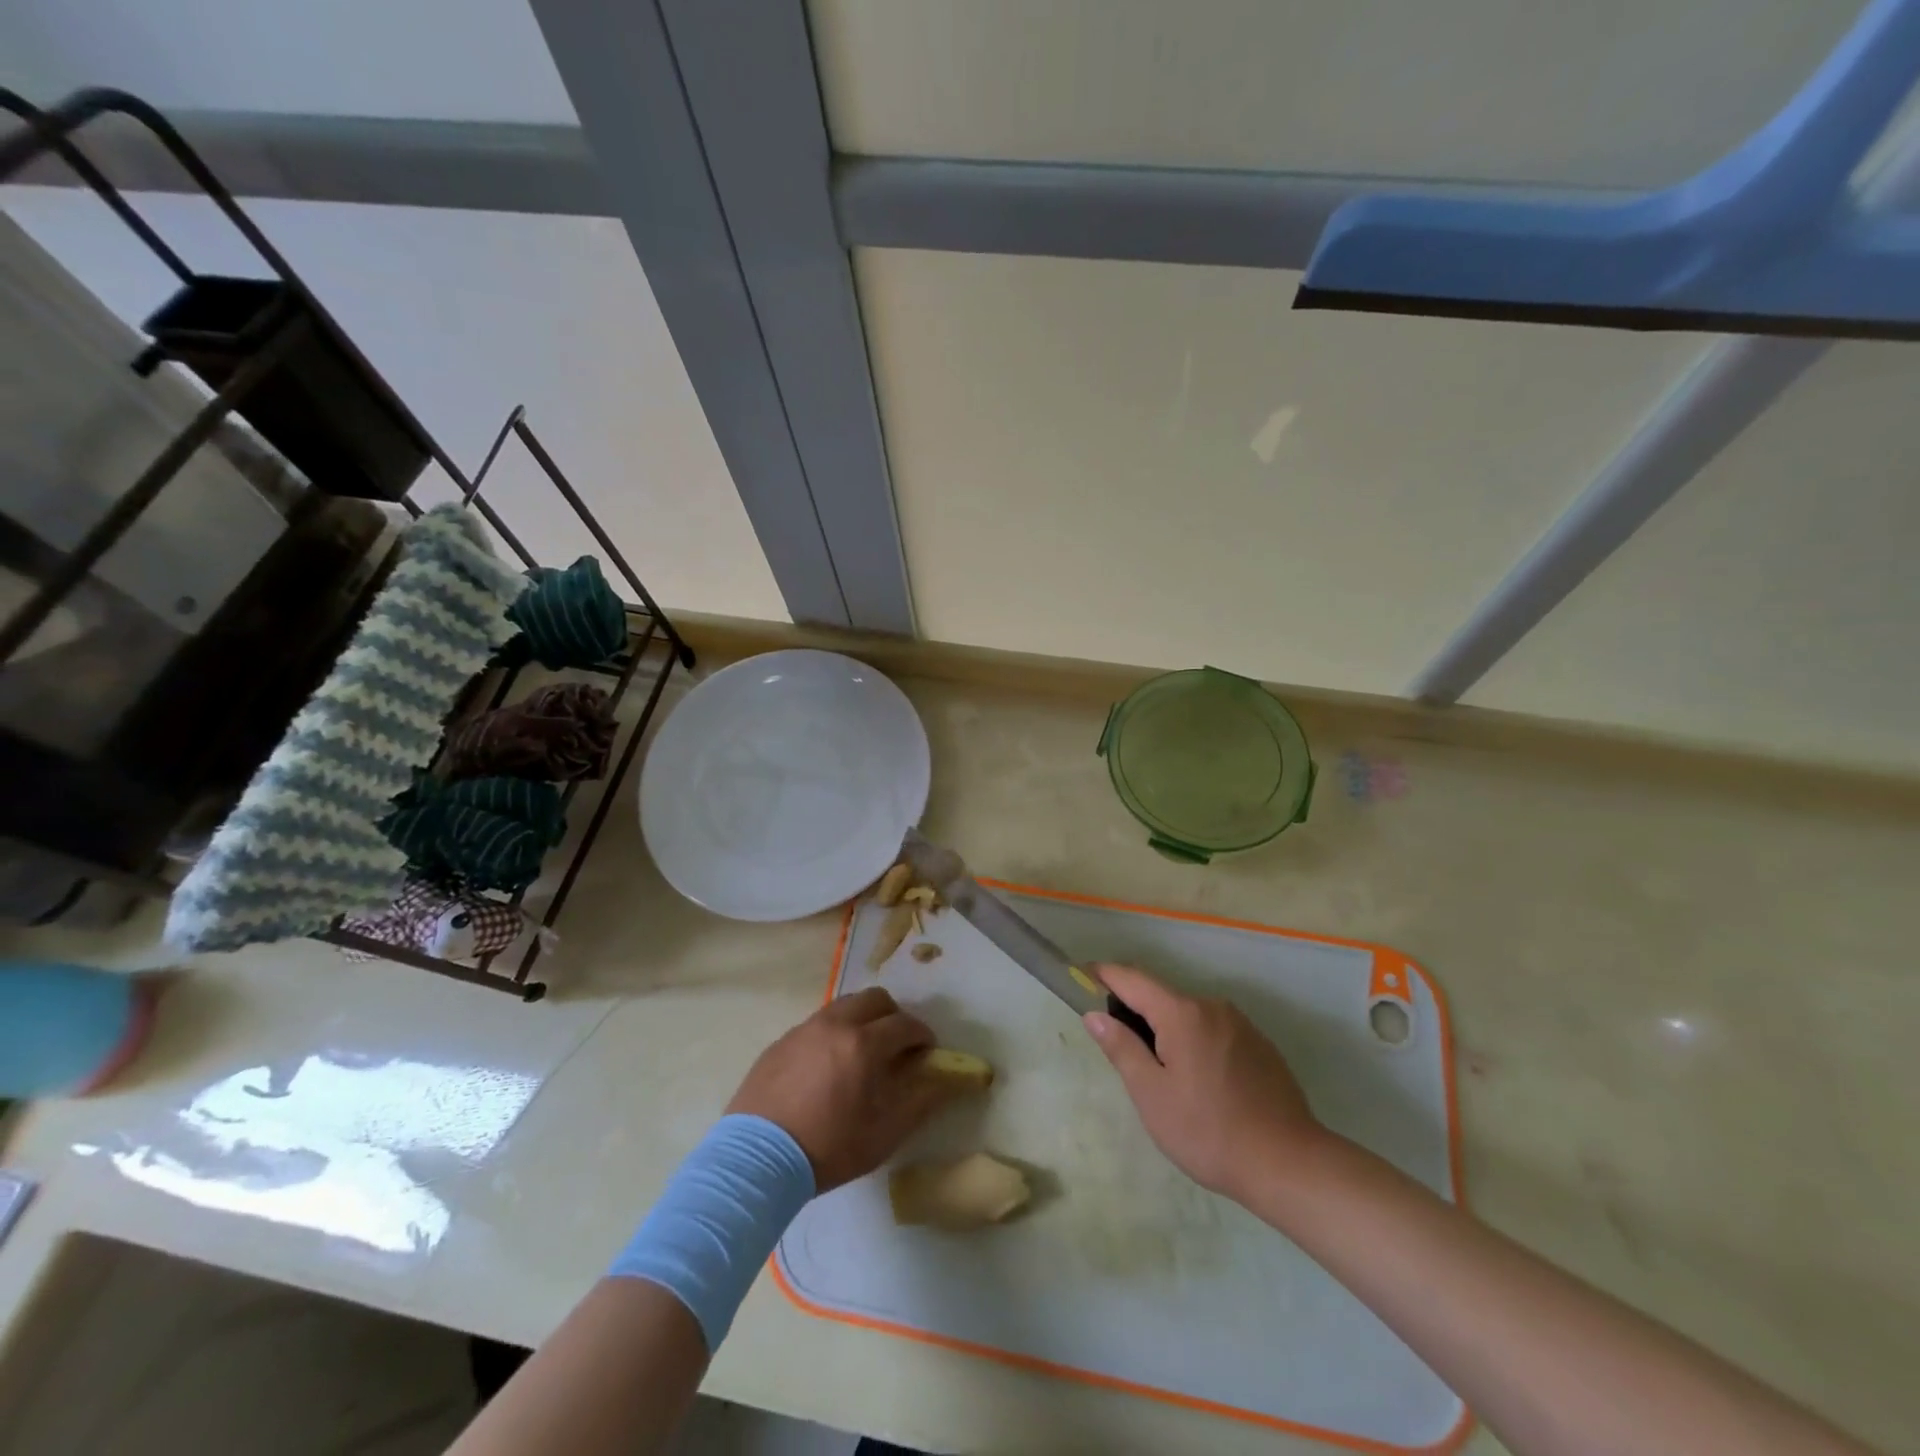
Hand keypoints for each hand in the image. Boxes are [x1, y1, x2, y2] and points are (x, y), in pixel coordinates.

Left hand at [727, 988, 960, 1191]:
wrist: (755, 1161)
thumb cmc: (828, 1148)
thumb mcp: (884, 1134)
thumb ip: (920, 1101)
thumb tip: (947, 1080)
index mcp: (864, 1043)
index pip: (905, 1024)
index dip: (922, 1035)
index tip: (927, 1051)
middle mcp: (836, 1024)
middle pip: (875, 999)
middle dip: (893, 1016)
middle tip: (896, 1045)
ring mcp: (804, 1029)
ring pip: (844, 1006)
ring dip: (862, 1019)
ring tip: (861, 1053)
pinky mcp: (781, 1041)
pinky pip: (817, 1024)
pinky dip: (833, 1033)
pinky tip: (827, 1066)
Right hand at [1084, 964, 1328, 1204]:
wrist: (1289, 1164)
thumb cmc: (1208, 1131)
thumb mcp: (1151, 1095)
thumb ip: (1121, 1048)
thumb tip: (1094, 1014)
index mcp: (1182, 1013)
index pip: (1132, 978)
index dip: (1103, 975)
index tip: (1082, 978)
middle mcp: (1212, 1006)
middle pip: (1161, 996)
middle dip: (1135, 1010)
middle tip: (1120, 1048)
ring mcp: (1240, 1024)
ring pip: (1189, 1015)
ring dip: (1167, 1030)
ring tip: (1162, 1075)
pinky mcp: (1260, 1045)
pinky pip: (1214, 1030)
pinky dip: (1195, 1042)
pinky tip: (1200, 1083)